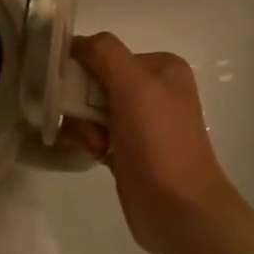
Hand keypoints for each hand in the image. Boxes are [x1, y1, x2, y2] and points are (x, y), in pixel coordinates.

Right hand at [62, 33, 247, 253]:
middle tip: (93, 127)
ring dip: (84, 126)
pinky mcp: (129, 148)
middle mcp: (153, 89)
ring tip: (98, 146)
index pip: (103, 53)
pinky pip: (93, 131)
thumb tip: (75, 42)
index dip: (83, 71)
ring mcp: (141, 120)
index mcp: (161, 67)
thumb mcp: (134, 86)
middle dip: (82, 103)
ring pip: (88, 108)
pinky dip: (88, 140)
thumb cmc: (159, 143)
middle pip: (93, 80)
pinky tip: (97, 156)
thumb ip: (104, 53)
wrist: (179, 211)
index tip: (77, 94)